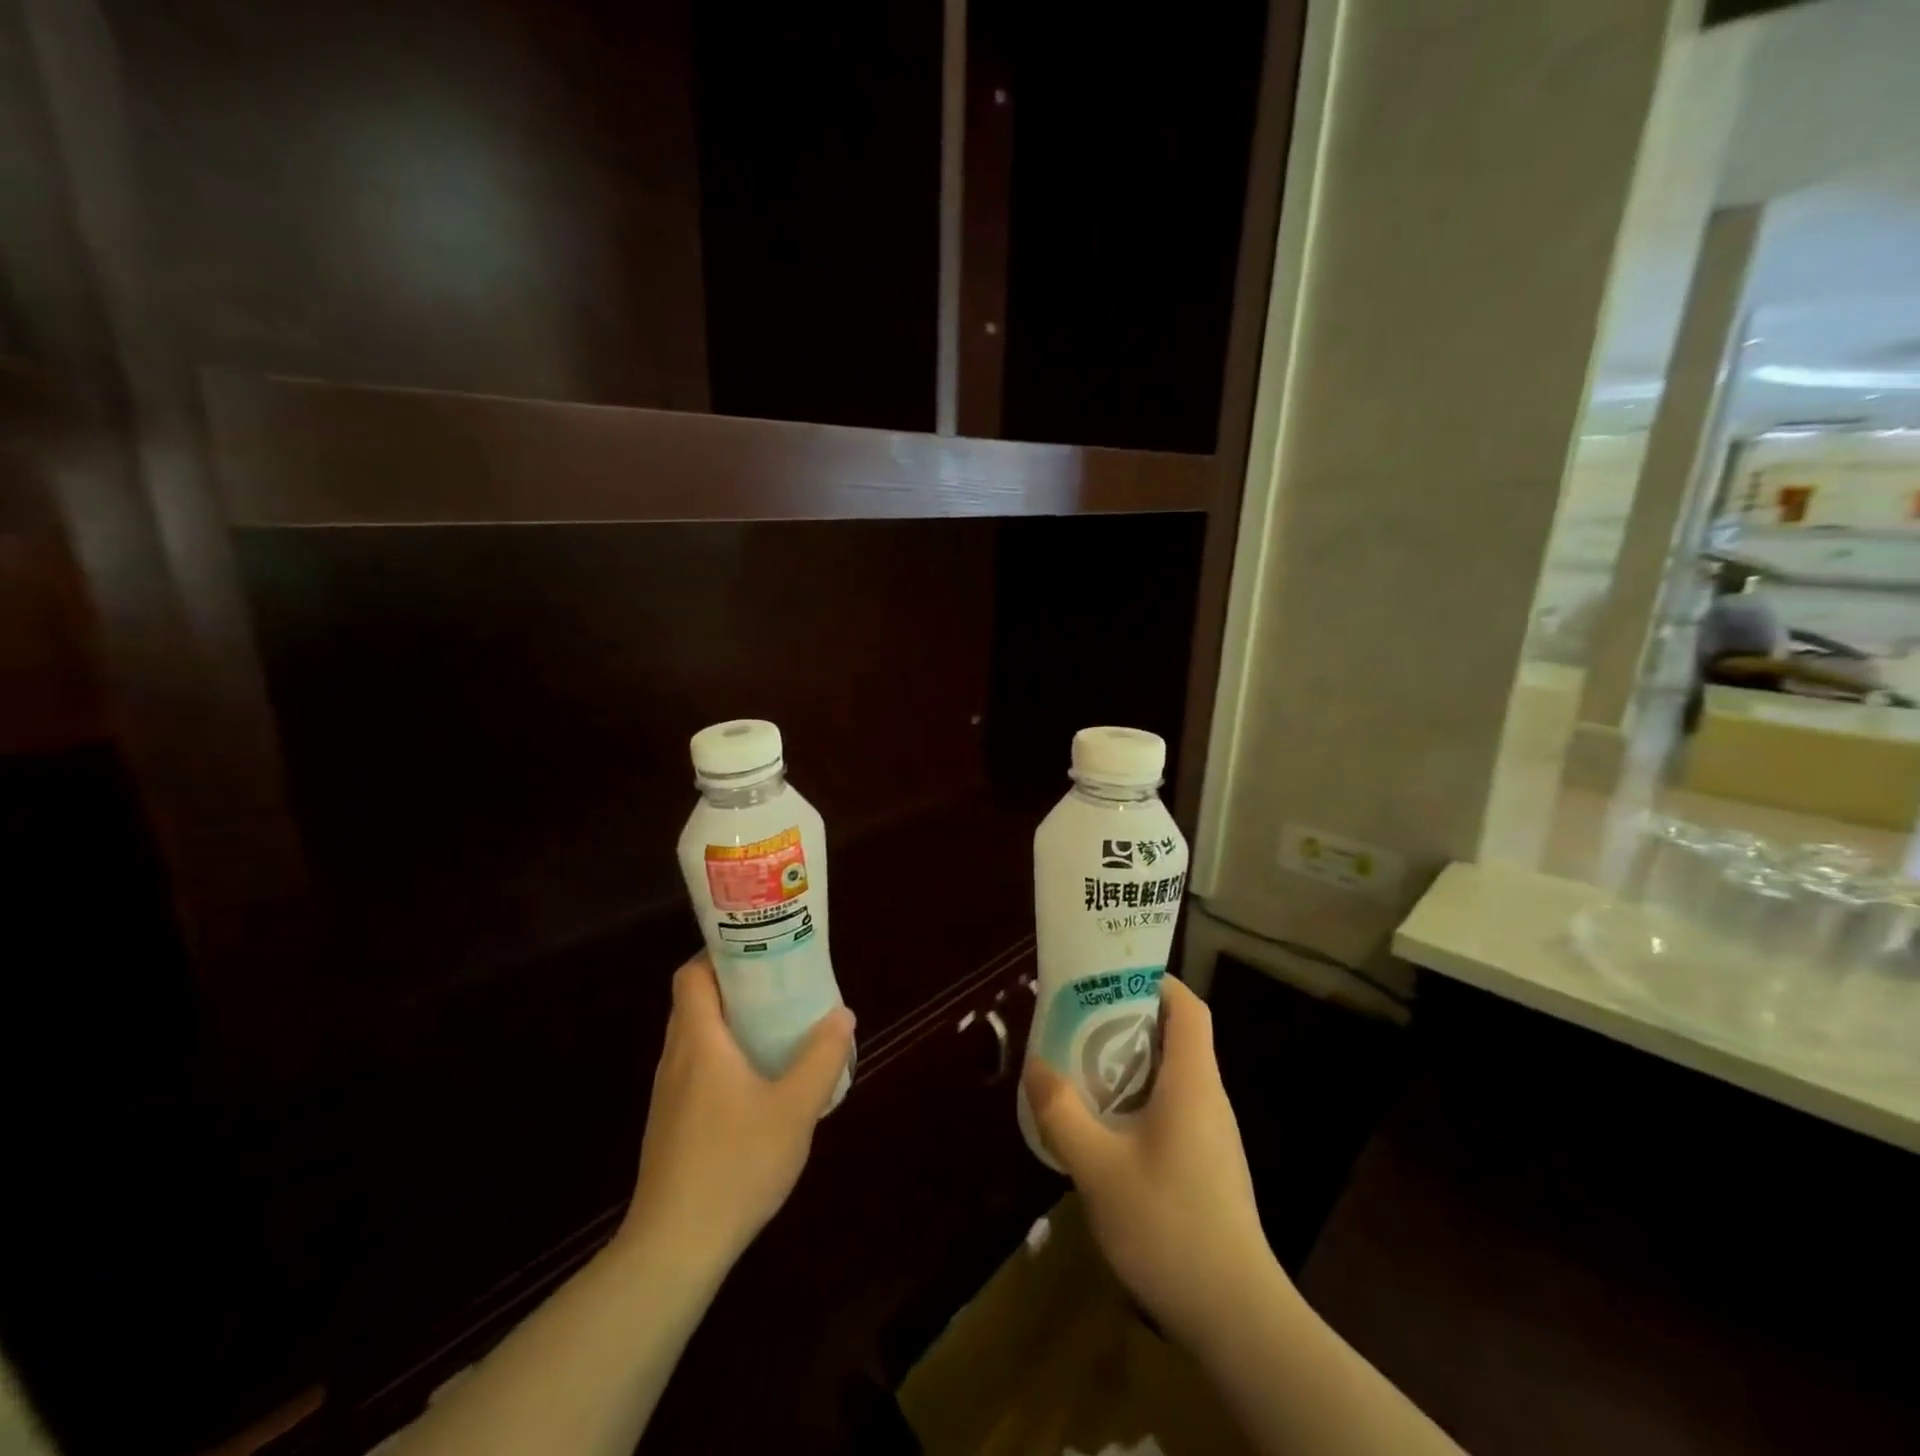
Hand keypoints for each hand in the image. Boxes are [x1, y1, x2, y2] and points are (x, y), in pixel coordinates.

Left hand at [620, 954, 854, 1271]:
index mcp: (699, 1041)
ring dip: (729, 1022)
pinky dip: (723, 1055)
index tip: (758, 948)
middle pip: (694, 1001)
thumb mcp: (794, 1108)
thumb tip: (842, 1015)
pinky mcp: (671, 1123)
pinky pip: (695, 1067)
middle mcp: (676, 1058)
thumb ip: (821, 1058)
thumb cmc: (736, 1164)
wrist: (674, 1248)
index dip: (718, 953)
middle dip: (734, 985)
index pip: (691, 974)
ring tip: (775, 1024)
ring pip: (695, 1036)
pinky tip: (757, 1080)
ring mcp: (669, 1094)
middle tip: (779, 982)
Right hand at [1023, 975, 1277, 1347]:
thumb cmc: (1169, 1225)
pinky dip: (1141, 1100)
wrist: (1237, 1316)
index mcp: (1192, 1082)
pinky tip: (1108, 1130)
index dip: (1154, 982)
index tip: (1110, 979)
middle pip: (1178, 1036)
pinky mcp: (1210, 1165)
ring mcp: (1214, 1135)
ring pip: (1174, 1076)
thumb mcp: (1098, 1168)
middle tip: (1080, 1024)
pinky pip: (1176, 1109)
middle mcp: (1210, 1098)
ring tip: (1084, 1070)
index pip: (1188, 1007)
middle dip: (1129, 1021)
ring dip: (1132, 1064)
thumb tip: (1035, 1066)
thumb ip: (1062, 1114)